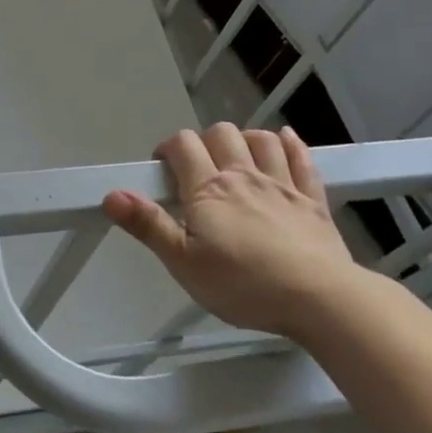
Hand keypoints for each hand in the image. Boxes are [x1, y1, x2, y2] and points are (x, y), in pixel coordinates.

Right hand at [103, 124, 362, 340]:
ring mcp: (282, 184)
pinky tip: (285, 140)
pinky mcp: (313, 200)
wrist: (320, 298)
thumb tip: (111, 194)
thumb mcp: (184, 264)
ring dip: (246, 138)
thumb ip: (148, 226)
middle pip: (221, 134)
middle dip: (205, 140)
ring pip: (261, 140)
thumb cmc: (243, 285)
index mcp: (208, 189)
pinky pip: (302, 160)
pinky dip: (291, 145)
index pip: (182, 146)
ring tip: (238, 154)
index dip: (168, 149)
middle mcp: (243, 176)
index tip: (163, 167)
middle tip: (199, 167)